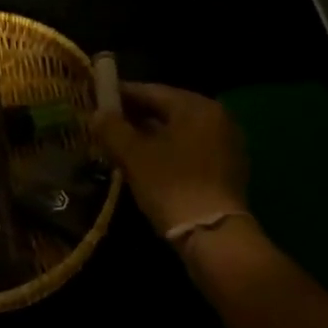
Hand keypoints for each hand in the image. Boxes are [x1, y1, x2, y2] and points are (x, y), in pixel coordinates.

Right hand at [92, 82, 247, 235]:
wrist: (215, 237)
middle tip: (109, 122)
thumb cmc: (172, 186)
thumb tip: (98, 113)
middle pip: (169, 109)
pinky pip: (192, 148)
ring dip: (153, 134)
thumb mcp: (134, 156)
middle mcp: (217, 116)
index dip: (123, 94)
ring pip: (181, 130)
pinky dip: (171, 150)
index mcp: (196, 106)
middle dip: (138, 115)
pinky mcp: (229, 168)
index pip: (152, 91)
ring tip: (125, 143)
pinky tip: (150, 162)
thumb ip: (113, 129)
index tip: (99, 98)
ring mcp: (227, 143)